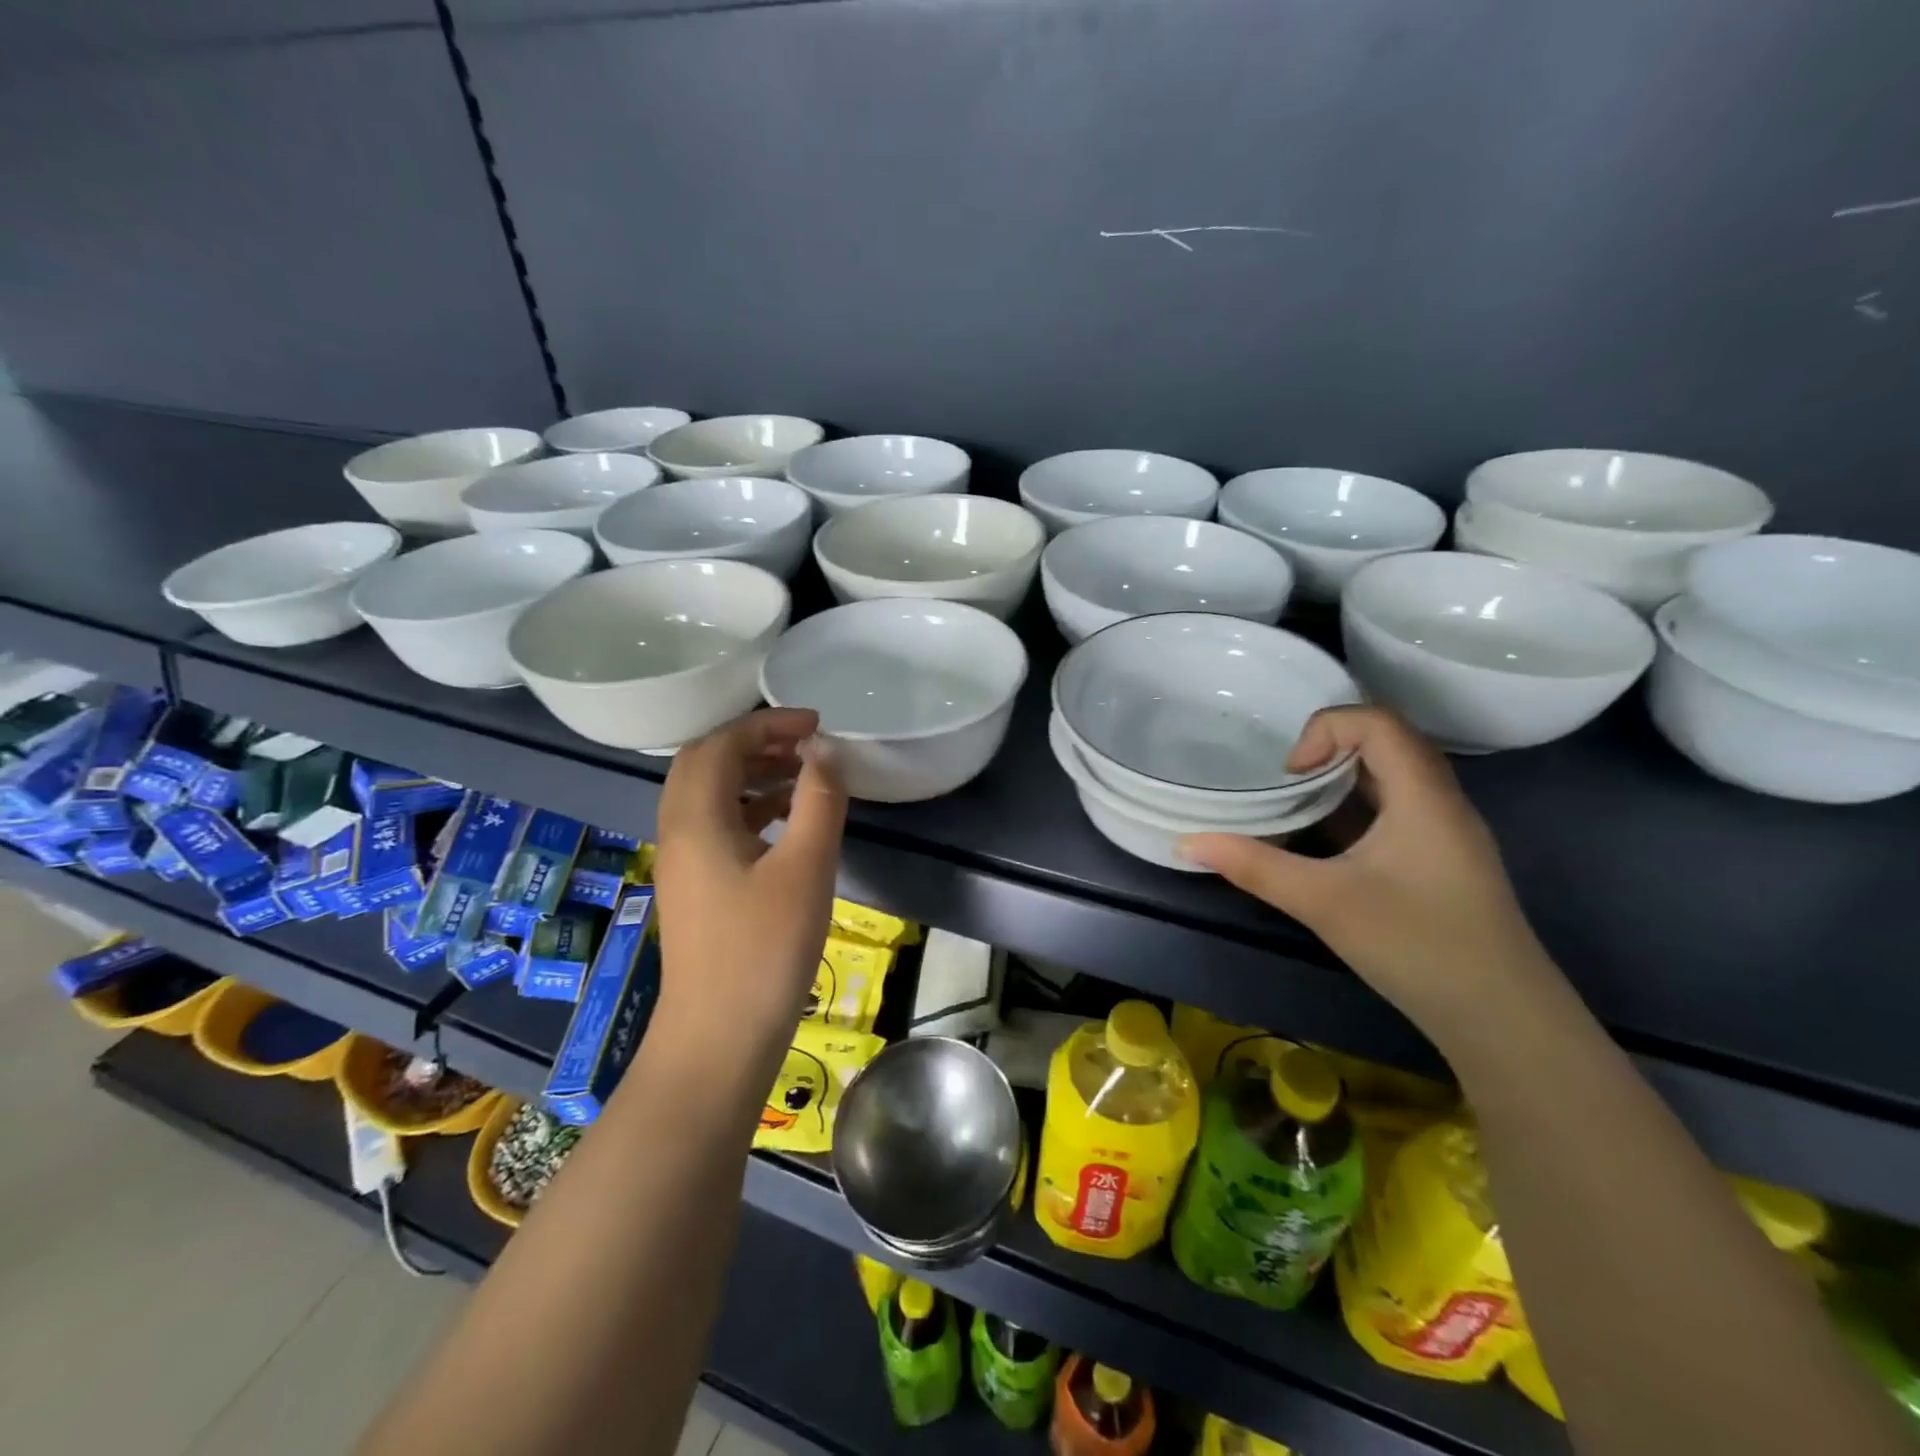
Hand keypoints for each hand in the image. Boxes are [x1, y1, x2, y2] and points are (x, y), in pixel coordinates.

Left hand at [652, 708, 847, 1042]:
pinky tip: (786, 821)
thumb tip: (825, 748)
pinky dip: (749, 808)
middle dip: (755, 743)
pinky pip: (716, 826)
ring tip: (803, 775)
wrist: (719, 1038)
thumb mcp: (805, 868)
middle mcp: (678, 831)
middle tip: (805, 745)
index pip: (720, 745)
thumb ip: (818, 799)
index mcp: (696, 819)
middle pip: (705, 763)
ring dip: (751, 774)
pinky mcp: (695, 888)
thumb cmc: (765, 949)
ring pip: (709, 795)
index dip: (767, 724)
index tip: (816, 723)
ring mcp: (683, 863)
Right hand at [1180, 706, 1554, 1034]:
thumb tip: (1185, 842)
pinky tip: (1324, 843)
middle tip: (1284, 782)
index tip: (1289, 776)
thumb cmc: (1416, 946)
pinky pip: (1395, 809)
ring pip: (1392, 776)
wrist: (1502, 1020)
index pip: (1377, 721)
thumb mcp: (1322, 902)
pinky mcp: (1440, 860)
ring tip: (1295, 804)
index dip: (1324, 731)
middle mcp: (1441, 801)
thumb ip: (1252, 866)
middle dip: (1327, 749)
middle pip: (1386, 740)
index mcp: (1423, 796)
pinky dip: (1355, 809)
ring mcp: (1445, 832)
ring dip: (1340, 779)